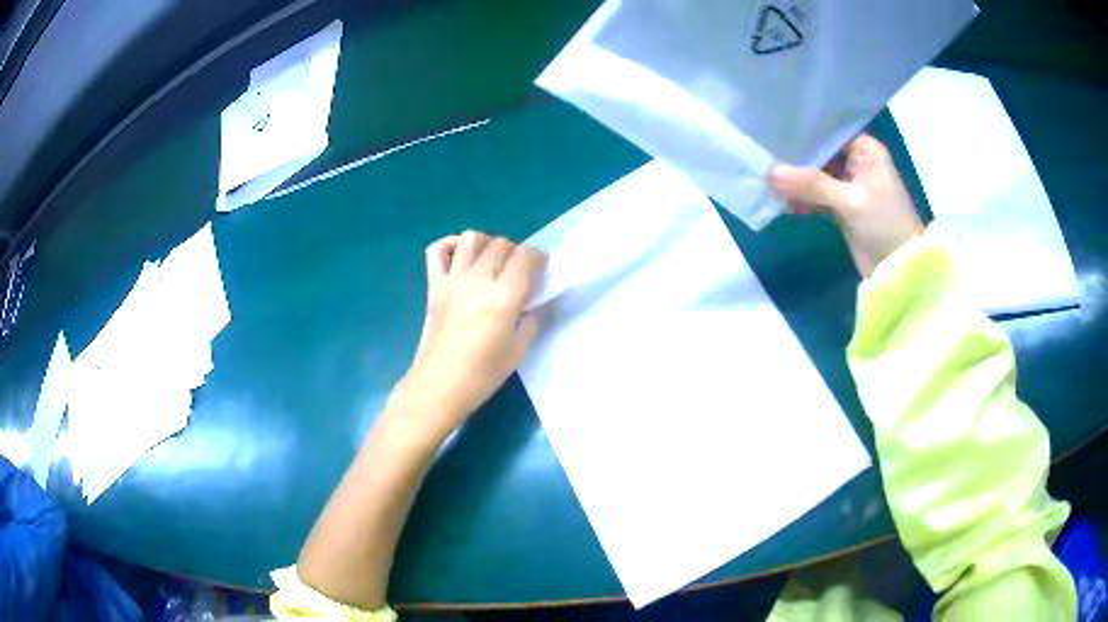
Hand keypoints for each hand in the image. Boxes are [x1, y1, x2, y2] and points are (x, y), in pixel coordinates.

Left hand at [391, 231, 546, 441]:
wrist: (439, 386)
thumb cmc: (482, 375)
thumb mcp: (519, 351)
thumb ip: (531, 320)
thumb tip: (533, 302)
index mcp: (503, 298)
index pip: (525, 257)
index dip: (538, 256)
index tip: (541, 268)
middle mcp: (478, 280)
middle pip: (501, 244)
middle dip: (515, 252)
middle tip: (518, 271)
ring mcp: (452, 280)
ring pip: (471, 238)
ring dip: (486, 243)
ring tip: (491, 261)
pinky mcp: (434, 286)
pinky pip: (436, 251)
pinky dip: (449, 245)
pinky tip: (460, 257)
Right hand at [768, 135, 922, 277]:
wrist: (900, 273)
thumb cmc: (886, 226)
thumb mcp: (850, 201)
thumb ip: (811, 185)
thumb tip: (769, 172)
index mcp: (865, 150)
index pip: (828, 131)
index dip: (802, 130)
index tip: (771, 128)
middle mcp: (855, 162)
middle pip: (818, 153)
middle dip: (794, 157)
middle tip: (760, 151)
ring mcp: (847, 186)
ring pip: (814, 175)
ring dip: (795, 180)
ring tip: (764, 177)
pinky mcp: (841, 207)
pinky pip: (815, 196)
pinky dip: (801, 198)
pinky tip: (780, 199)